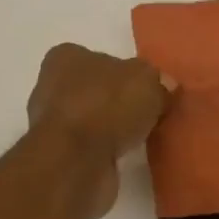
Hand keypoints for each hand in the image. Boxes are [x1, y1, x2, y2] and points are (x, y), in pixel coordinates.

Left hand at [26, 44, 173, 218]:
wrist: (75, 161)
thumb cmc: (106, 106)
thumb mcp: (147, 81)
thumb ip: (158, 81)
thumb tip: (165, 87)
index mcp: (67, 57)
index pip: (102, 59)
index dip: (128, 73)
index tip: (149, 89)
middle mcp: (53, 86)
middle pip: (98, 89)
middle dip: (121, 102)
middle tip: (152, 113)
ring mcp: (54, 123)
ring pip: (95, 119)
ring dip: (115, 128)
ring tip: (145, 136)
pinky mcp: (60, 154)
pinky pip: (93, 146)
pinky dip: (109, 149)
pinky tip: (128, 155)